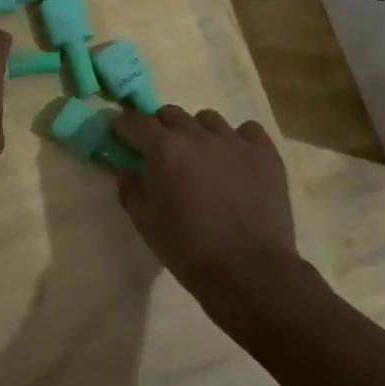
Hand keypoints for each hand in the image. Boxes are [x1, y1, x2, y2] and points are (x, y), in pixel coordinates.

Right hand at [110, 106, 320, 331]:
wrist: (249, 272)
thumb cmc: (189, 250)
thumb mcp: (146, 224)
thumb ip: (130, 191)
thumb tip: (126, 171)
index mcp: (165, 150)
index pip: (135, 122)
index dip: (123, 126)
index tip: (118, 135)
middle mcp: (198, 135)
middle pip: (171, 113)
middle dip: (159, 127)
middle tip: (159, 150)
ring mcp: (236, 141)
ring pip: (208, 119)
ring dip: (197, 131)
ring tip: (200, 155)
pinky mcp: (266, 153)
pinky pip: (248, 131)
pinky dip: (237, 139)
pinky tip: (236, 159)